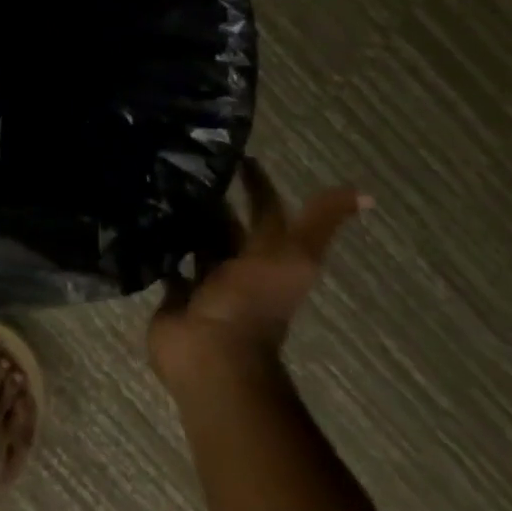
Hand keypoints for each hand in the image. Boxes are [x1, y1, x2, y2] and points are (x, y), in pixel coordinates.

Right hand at [148, 157, 366, 393]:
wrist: (214, 355)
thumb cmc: (252, 304)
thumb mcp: (295, 257)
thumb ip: (319, 223)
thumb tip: (367, 194)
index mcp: (268, 255)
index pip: (265, 211)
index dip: (256, 184)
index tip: (234, 154)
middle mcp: (238, 265)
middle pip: (226, 225)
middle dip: (212, 198)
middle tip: (183, 163)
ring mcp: (204, 281)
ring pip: (195, 241)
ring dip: (184, 219)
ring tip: (159, 185)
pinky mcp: (174, 293)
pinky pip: (167, 263)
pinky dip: (159, 245)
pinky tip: (144, 221)